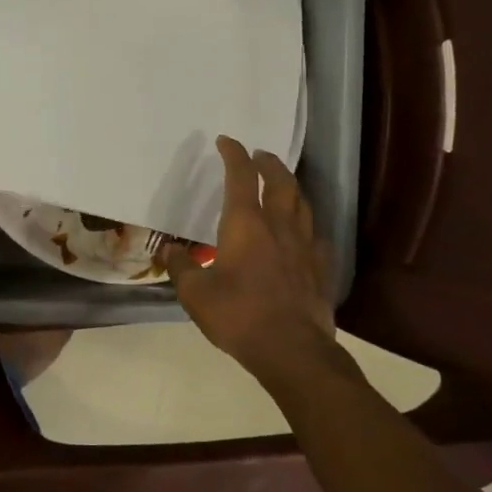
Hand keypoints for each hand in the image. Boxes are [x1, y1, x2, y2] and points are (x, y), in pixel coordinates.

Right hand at [162, 136, 338, 387]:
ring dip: (291, 187)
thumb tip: (171, 250)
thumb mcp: (195, 293)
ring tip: (282, 185)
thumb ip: (181, 267)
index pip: (240, 177)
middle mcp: (278, 227)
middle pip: (280, 182)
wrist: (292, 350)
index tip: (226, 141)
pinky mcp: (321, 269)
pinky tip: (302, 233)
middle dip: (269, 163)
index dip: (233, 155)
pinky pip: (315, 236)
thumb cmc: (237, 315)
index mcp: (245, 225)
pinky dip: (305, 225)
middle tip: (261, 154)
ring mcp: (305, 247)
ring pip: (302, 204)